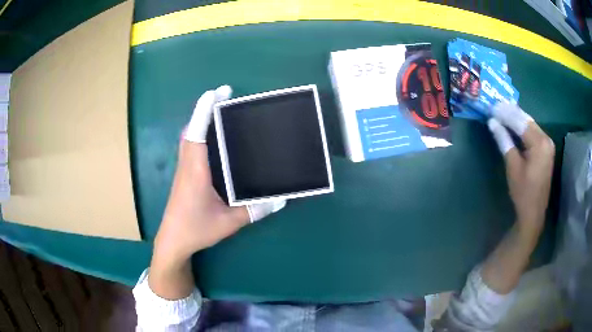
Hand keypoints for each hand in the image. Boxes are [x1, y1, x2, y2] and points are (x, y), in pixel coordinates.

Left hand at [149, 86, 284, 298]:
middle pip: (192, 129)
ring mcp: (184, 169)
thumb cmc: (196, 230)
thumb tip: (280, 200)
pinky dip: (200, 133)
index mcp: (196, 172)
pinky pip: (191, 146)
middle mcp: (188, 165)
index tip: (215, 93)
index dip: (204, 112)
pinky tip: (212, 136)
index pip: (197, 135)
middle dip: (205, 109)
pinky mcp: (185, 174)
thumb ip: (253, 210)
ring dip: (202, 120)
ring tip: (220, 110)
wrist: (173, 240)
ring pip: (190, 137)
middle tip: (224, 95)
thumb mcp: (228, 223)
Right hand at [488, 102, 554, 234]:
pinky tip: (514, 123)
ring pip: (530, 124)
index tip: (492, 106)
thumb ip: (504, 141)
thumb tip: (492, 122)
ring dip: (516, 118)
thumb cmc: (523, 192)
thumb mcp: (513, 166)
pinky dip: (523, 127)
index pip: (520, 122)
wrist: (534, 212)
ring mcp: (548, 144)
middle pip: (527, 120)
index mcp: (540, 144)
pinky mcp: (546, 149)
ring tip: (502, 111)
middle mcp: (546, 139)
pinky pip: (533, 132)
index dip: (505, 114)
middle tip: (496, 106)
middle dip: (511, 113)